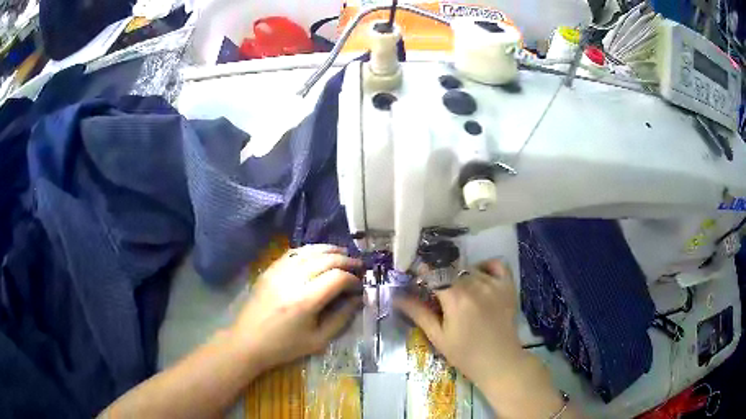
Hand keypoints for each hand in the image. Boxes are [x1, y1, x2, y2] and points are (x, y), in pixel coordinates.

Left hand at [232, 244, 362, 371]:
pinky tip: (319, 255)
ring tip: (343, 254)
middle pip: (325, 259)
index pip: (337, 277)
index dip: (352, 279)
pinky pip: (293, 252)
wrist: (248, 342)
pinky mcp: (269, 270)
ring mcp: (278, 271)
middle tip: (358, 266)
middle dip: (346, 260)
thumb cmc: (284, 347)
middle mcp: (292, 280)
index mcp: (305, 301)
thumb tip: (357, 299)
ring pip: (309, 251)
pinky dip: (310, 250)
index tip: (359, 285)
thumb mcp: (318, 340)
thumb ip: (341, 318)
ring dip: (329, 250)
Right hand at [395, 259, 524, 387]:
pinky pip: (496, 264)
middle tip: (438, 293)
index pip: (434, 273)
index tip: (417, 278)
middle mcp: (476, 285)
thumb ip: (418, 313)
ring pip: (470, 268)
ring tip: (458, 293)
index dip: (423, 273)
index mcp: (456, 298)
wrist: (499, 361)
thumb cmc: (465, 354)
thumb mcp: (438, 336)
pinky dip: (485, 266)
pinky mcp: (508, 286)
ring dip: (460, 275)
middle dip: (441, 277)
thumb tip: (396, 297)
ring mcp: (494, 283)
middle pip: (452, 270)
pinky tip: (479, 278)